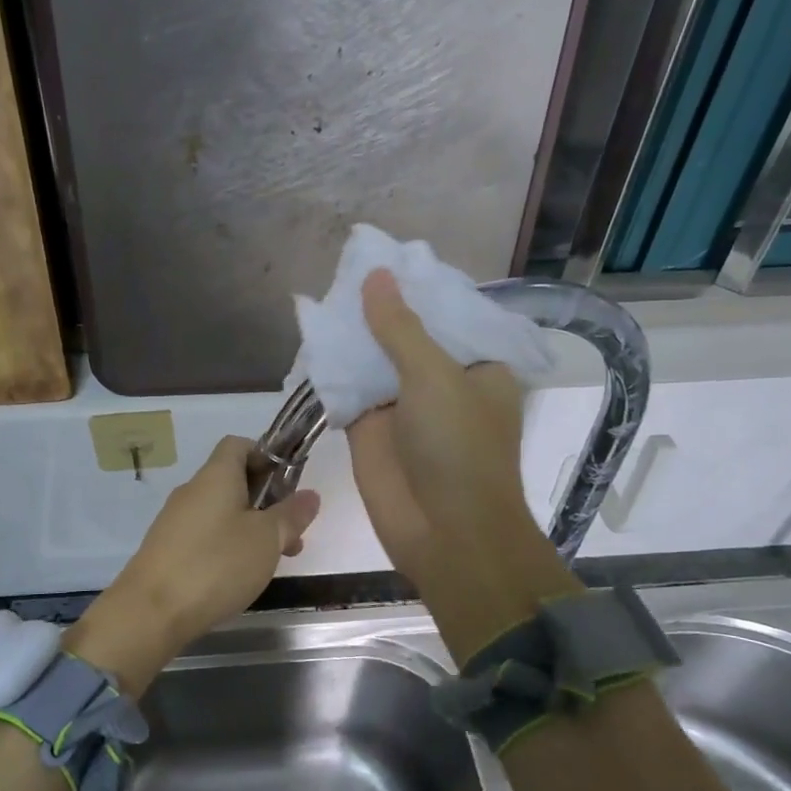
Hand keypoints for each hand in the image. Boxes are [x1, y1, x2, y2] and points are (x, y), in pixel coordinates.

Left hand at [67, 436, 320, 695]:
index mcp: (216, 476)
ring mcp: (175, 521)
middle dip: (267, 501)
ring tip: (273, 561)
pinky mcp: (167, 550)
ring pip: (222, 512)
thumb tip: (310, 495)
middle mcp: (193, 491)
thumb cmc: (216, 564)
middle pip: (233, 481)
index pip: (239, 445)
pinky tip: (240, 576)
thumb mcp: (267, 539)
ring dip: (251, 528)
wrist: (150, 611)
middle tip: (291, 534)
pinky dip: (228, 547)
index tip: (288, 483)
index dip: (266, 456)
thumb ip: (291, 514)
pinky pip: (205, 536)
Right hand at [347, 270, 576, 652]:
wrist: (444, 533)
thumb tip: (375, 275)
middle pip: (407, 335)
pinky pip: (350, 390)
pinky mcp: (371, 430)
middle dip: (380, 309)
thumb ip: (401, 328)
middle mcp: (443, 383)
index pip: (448, 315)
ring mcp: (404, 407)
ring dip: (354, 336)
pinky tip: (312, 337)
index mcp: (478, 367)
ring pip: (375, 361)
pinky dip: (333, 368)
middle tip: (346, 268)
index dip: (419, 288)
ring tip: (325, 293)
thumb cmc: (458, 448)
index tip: (387, 257)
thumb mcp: (435, 377)